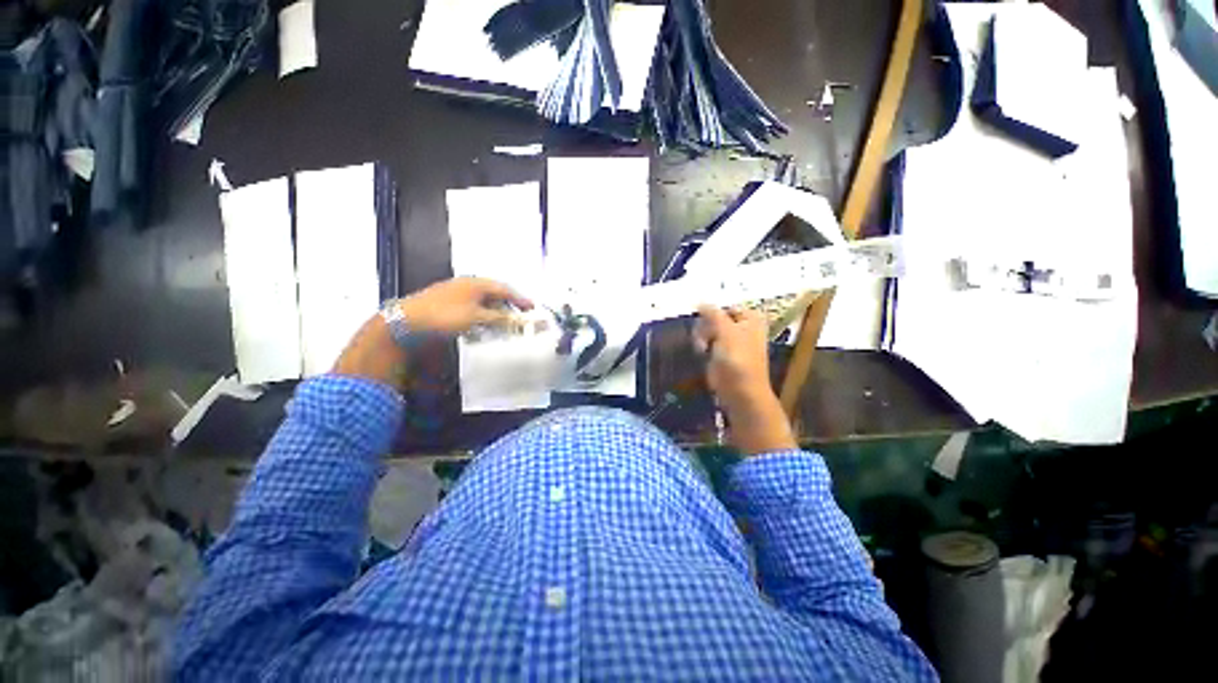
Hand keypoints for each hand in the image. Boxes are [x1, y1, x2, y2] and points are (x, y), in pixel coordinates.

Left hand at [333, 278, 531, 388]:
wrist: (406, 323)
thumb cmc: (445, 316)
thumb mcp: (477, 317)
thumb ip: (501, 318)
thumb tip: (521, 320)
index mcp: (476, 283)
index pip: (505, 289)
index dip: (520, 299)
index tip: (532, 309)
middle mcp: (467, 285)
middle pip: (495, 294)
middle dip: (509, 306)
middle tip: (519, 318)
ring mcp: (456, 294)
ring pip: (483, 302)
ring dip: (495, 313)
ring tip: (503, 325)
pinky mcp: (447, 304)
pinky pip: (472, 309)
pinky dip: (482, 317)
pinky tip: (481, 328)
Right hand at [694, 306, 796, 454]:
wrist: (740, 392)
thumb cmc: (738, 359)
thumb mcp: (725, 331)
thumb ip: (713, 313)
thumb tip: (700, 301)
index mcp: (750, 318)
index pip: (726, 305)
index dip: (712, 309)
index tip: (697, 311)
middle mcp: (742, 327)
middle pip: (716, 317)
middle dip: (706, 324)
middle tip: (703, 334)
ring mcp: (731, 341)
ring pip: (709, 329)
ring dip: (702, 335)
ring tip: (702, 346)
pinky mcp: (721, 354)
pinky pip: (707, 342)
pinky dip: (702, 344)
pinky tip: (700, 351)